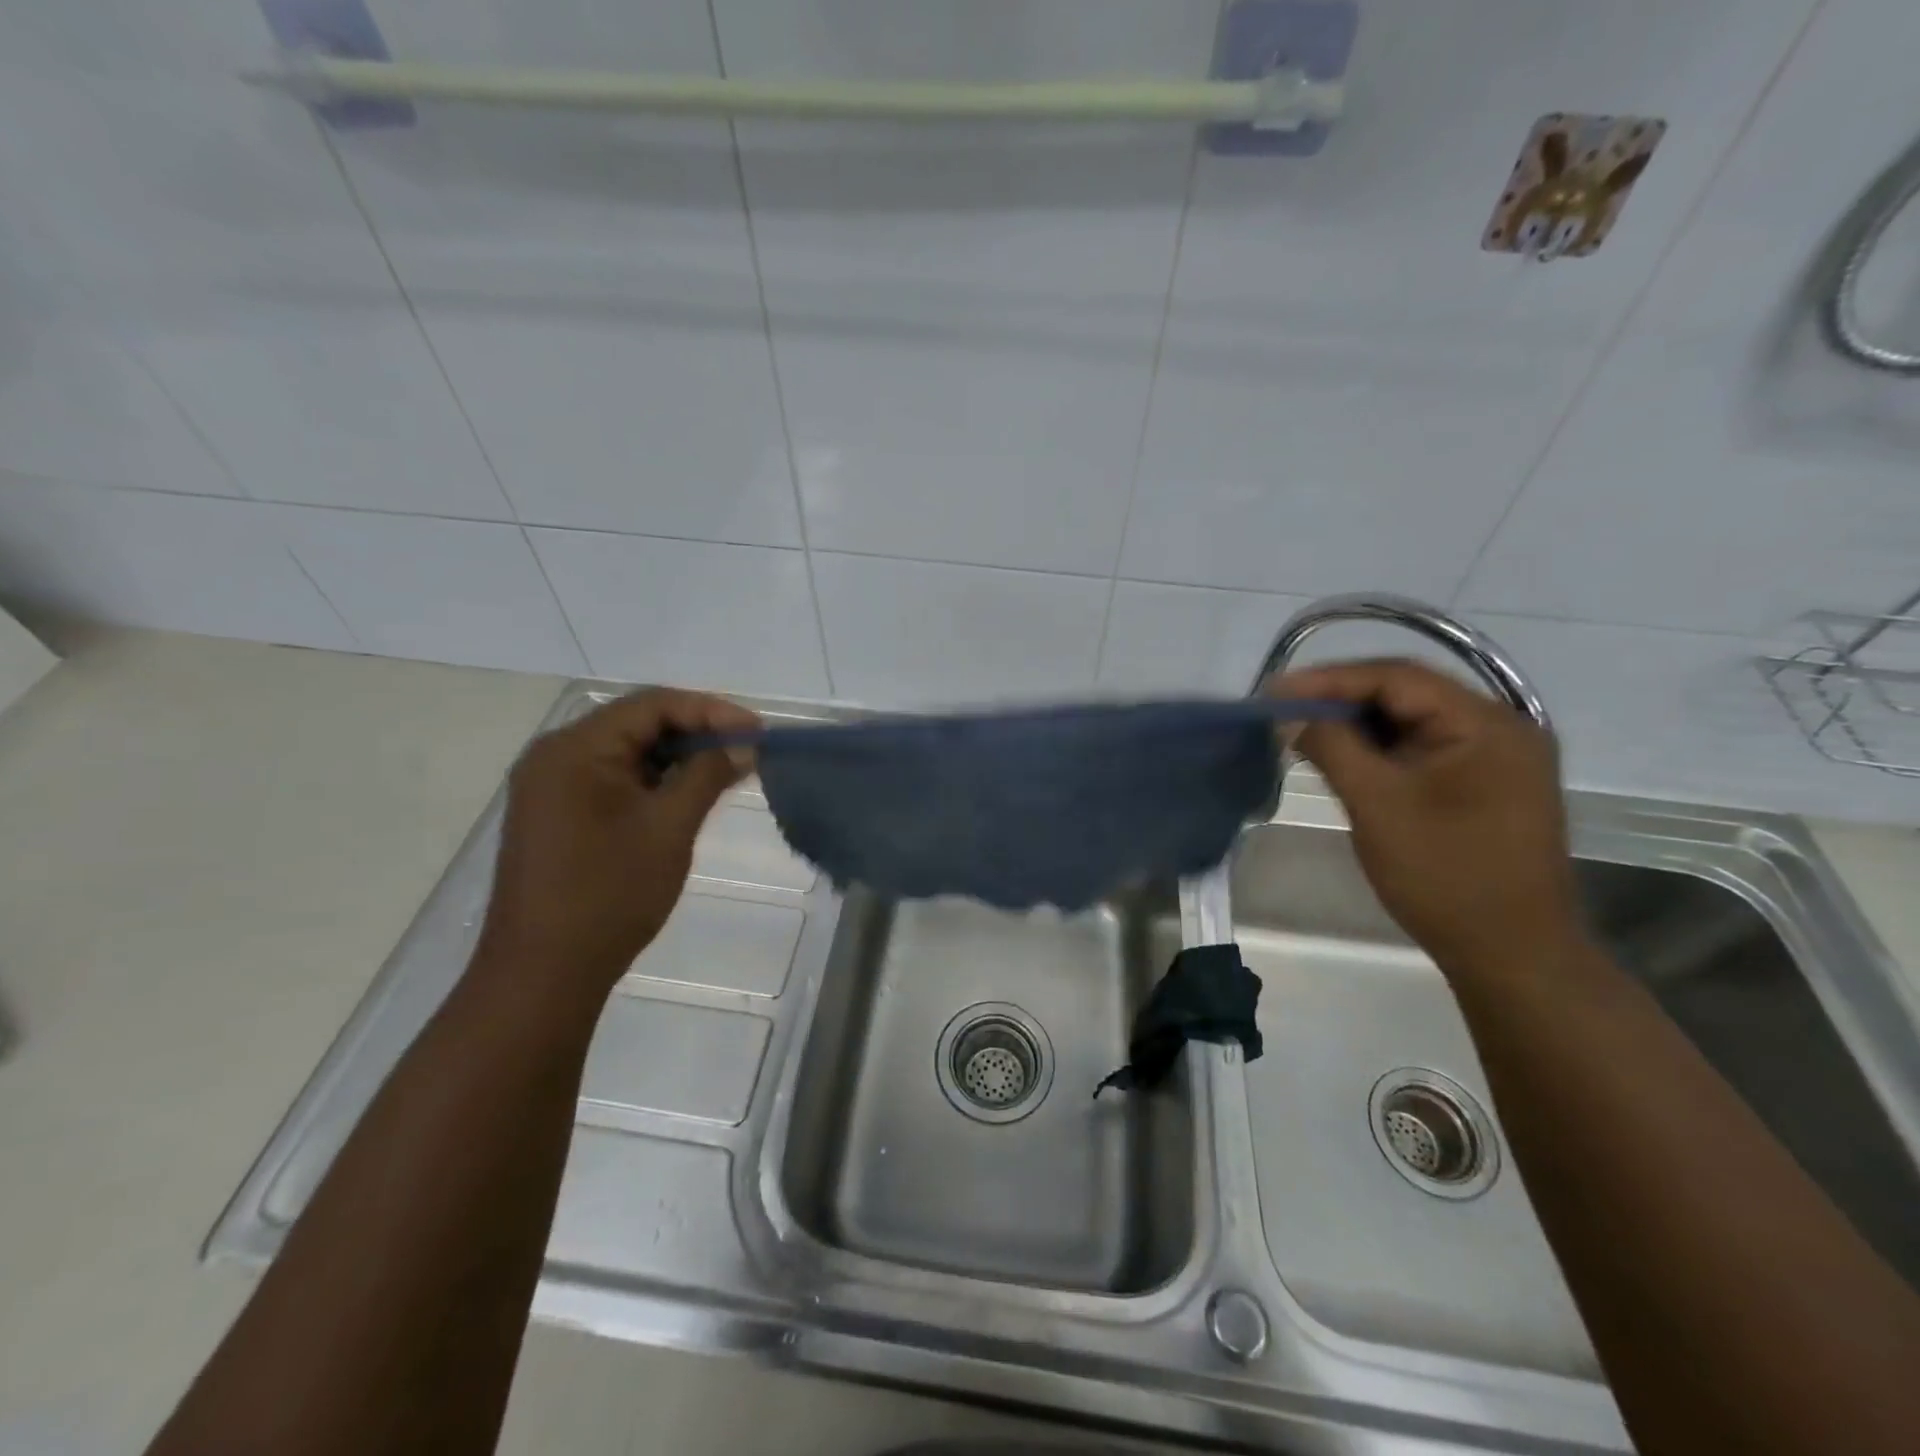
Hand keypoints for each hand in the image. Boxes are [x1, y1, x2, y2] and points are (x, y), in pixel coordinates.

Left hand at [478, 689, 758, 995]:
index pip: (652, 705)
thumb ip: (708, 775)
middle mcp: (555, 755)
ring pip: (626, 752)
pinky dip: (652, 780)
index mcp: (575, 749)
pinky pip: (611, 778)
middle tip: (746, 748)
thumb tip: (744, 744)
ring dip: (676, 756)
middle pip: (636, 723)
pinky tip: (685, 794)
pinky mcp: (555, 814)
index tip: (757, 730)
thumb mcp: (669, 828)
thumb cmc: (609, 895)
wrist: (542, 974)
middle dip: (695, 731)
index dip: (711, 710)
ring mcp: (550, 786)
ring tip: (724, 770)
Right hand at [1268, 660, 1583, 976]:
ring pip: (1412, 721)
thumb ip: (1332, 747)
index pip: (1396, 678)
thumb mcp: (1378, 804)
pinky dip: (1379, 749)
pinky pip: (1423, 748)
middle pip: (1406, 694)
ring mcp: (1496, 757)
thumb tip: (1289, 713)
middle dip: (1340, 700)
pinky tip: (1343, 758)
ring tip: (1303, 732)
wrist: (1512, 955)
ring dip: (1357, 725)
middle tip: (1283, 710)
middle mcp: (1500, 727)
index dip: (1329, 679)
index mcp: (1486, 724)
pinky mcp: (1485, 784)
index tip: (1275, 691)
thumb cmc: (1444, 875)